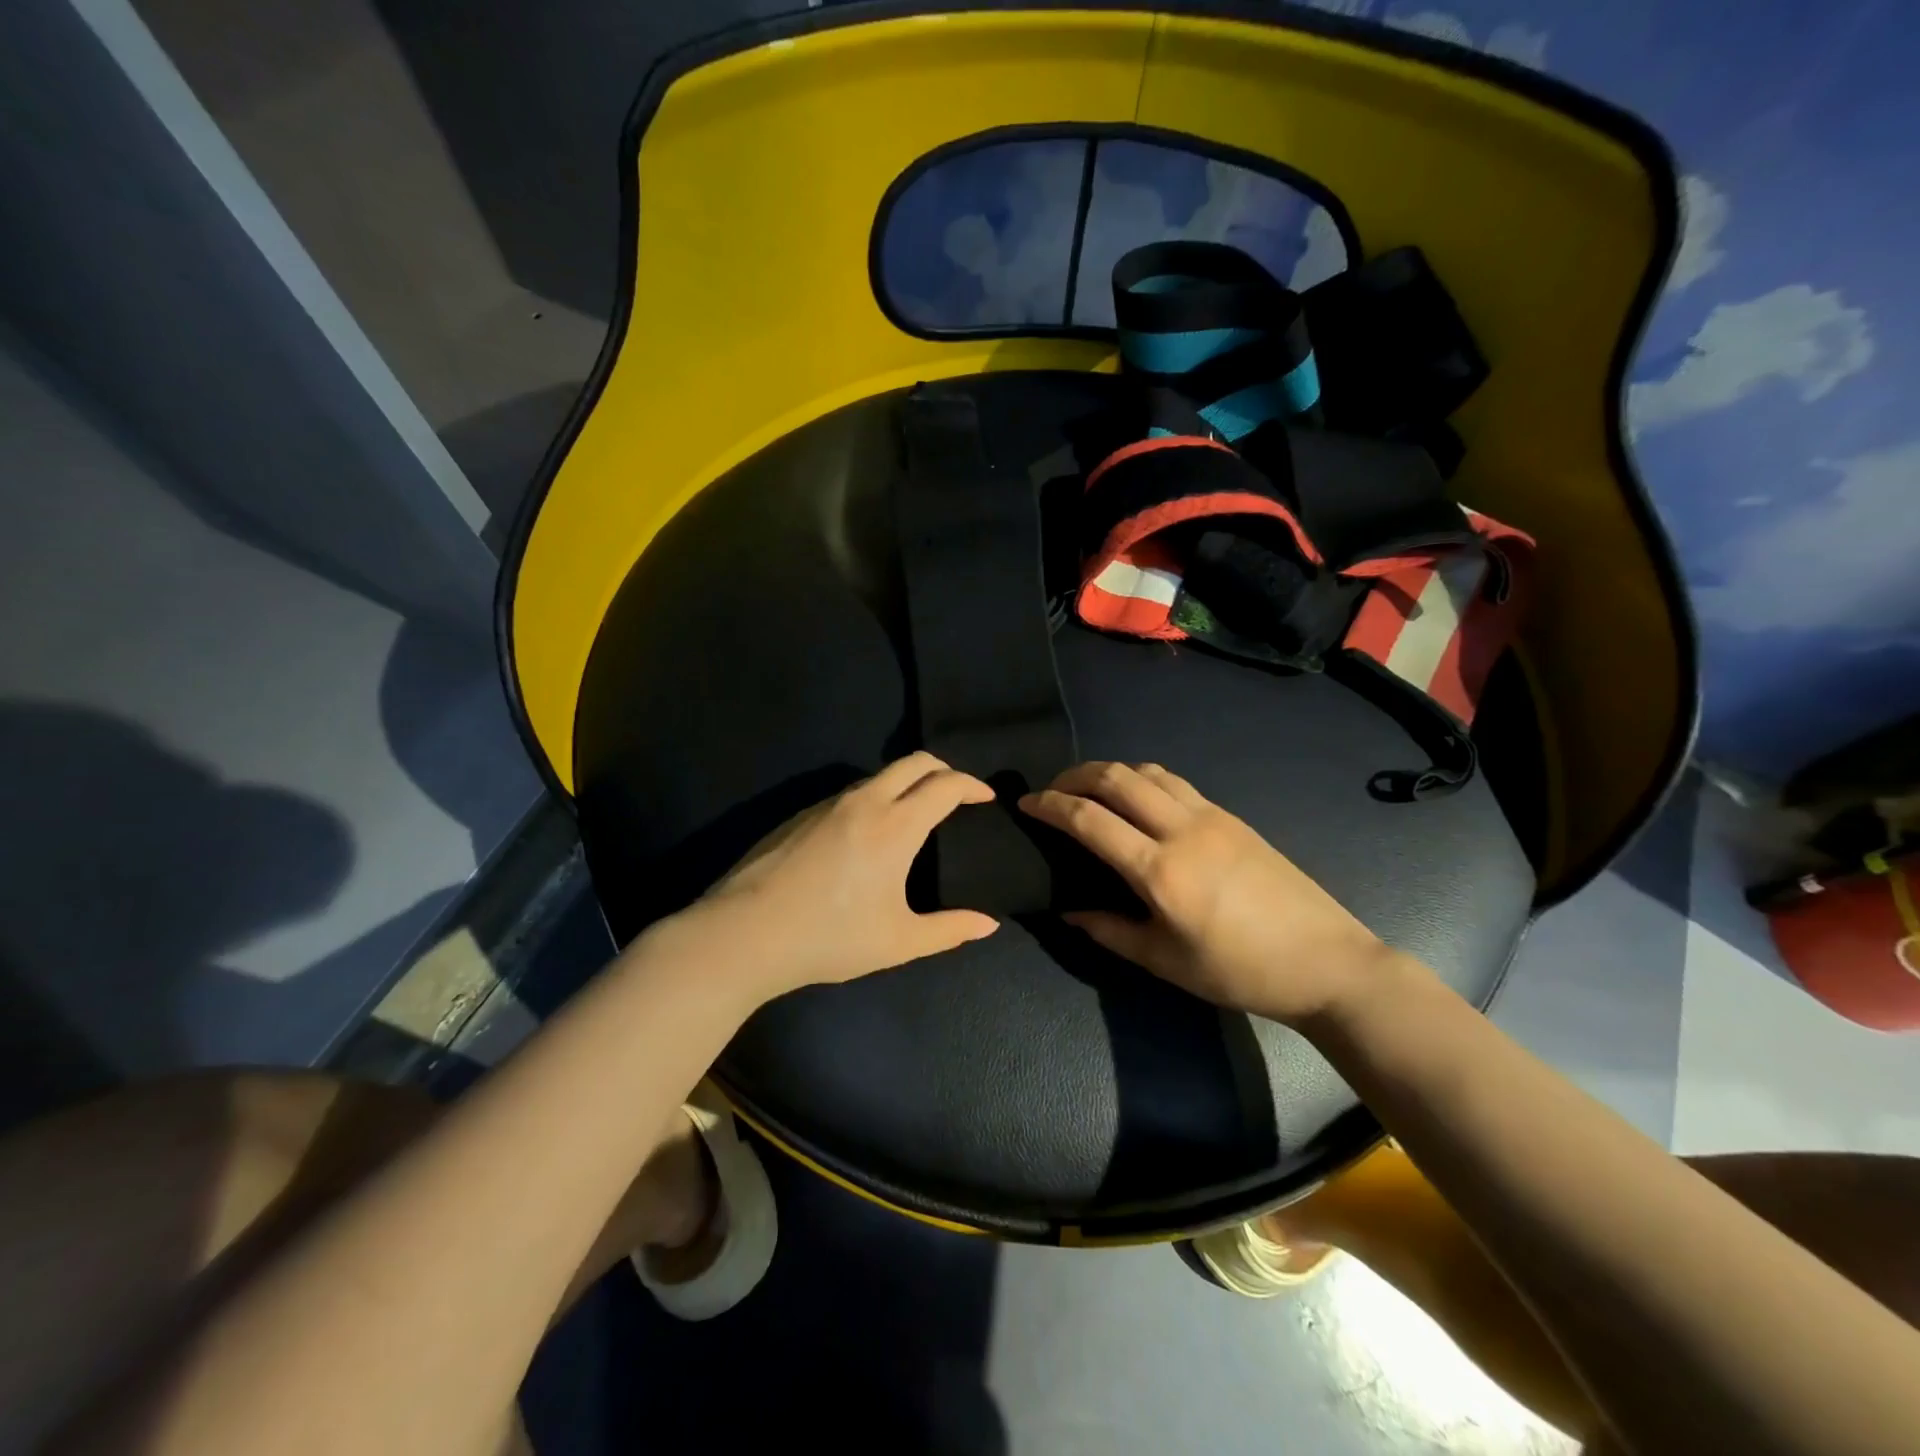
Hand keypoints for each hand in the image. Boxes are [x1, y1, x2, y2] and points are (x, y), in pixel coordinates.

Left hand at [685, 752, 999, 995]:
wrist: (744, 933)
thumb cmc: (830, 938)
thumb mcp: (898, 941)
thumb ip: (949, 930)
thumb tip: (988, 924)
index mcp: (896, 825)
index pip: (945, 784)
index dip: (972, 785)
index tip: (986, 797)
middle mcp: (865, 802)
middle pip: (913, 762)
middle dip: (943, 769)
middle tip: (957, 793)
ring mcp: (828, 804)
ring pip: (879, 775)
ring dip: (906, 782)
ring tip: (916, 812)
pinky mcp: (800, 814)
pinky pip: (850, 793)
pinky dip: (875, 797)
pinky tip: (867, 833)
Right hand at [1020, 762, 1395, 1024]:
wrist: (1325, 961)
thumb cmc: (1239, 971)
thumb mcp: (1165, 961)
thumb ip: (1109, 931)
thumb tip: (1068, 910)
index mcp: (1160, 871)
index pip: (1089, 819)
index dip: (1050, 805)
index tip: (1025, 803)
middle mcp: (1182, 829)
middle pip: (1115, 777)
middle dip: (1073, 776)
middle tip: (1051, 791)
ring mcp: (1210, 816)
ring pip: (1146, 770)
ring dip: (1109, 771)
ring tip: (1089, 791)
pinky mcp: (1230, 815)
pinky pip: (1174, 781)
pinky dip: (1142, 779)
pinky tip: (1136, 800)